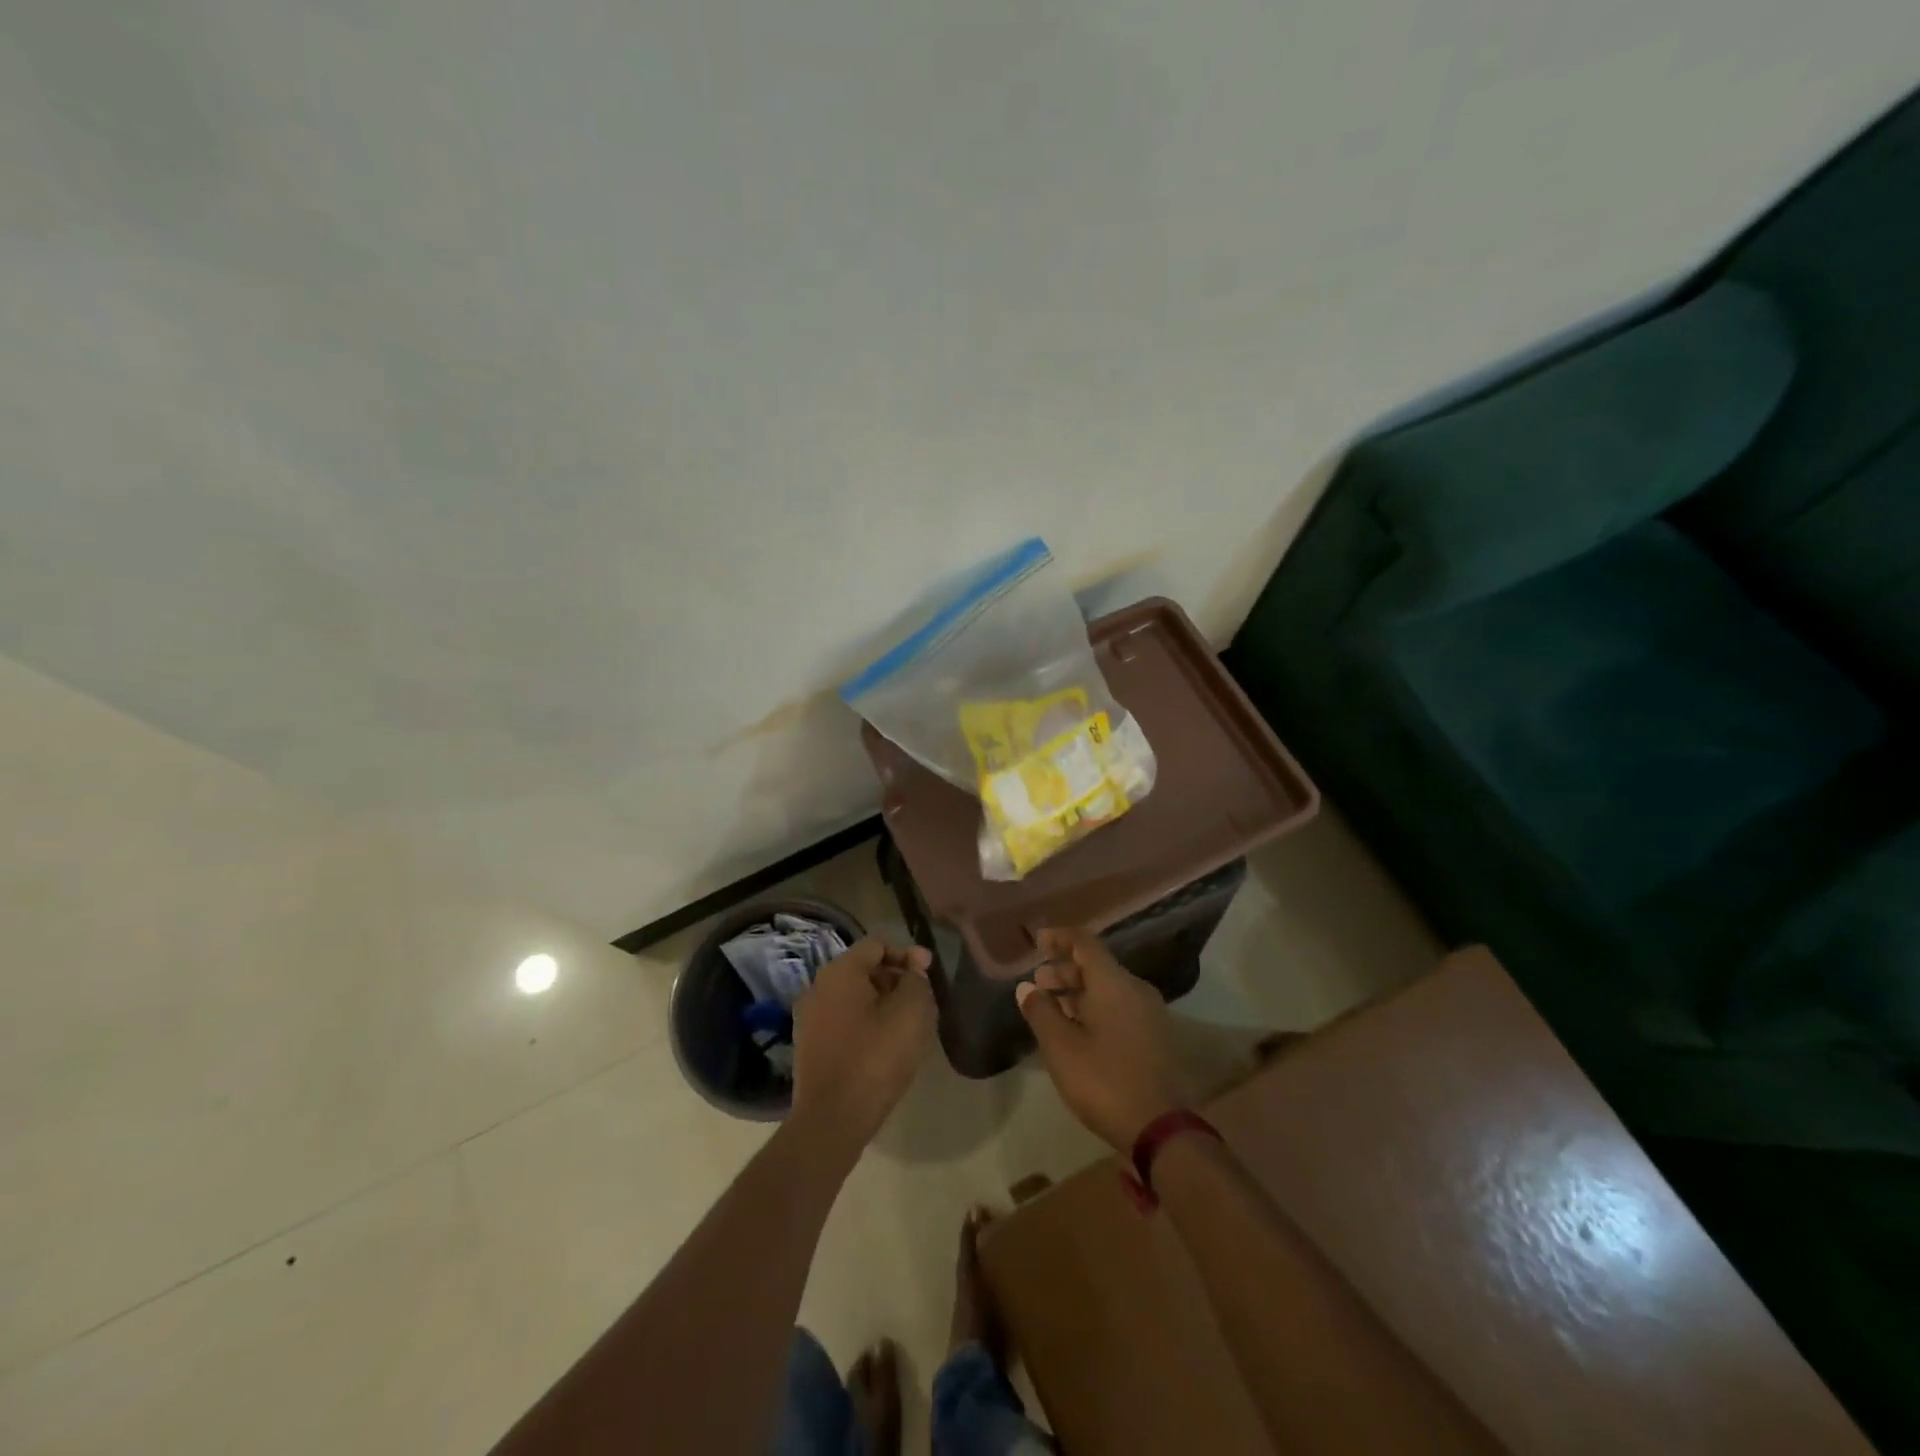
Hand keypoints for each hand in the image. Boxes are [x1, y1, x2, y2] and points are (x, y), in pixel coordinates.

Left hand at [792, 937, 935, 1150]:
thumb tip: (913, 970)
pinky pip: (843, 1020)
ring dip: (882, 1002)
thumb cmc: (875, 1059)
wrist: (832, 1120)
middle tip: (922, 1000)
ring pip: (854, 997)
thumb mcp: (910, 1013)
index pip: (877, 945)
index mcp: (839, 972)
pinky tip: (885, 1045)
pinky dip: (866, 1023)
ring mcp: (809, 1017)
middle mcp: (818, 987)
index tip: (929, 973)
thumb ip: (916, 981)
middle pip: (864, 969)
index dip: (907, 954)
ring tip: (908, 1025)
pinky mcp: (809, 1045)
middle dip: (895, 979)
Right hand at [1016, 926, 1183, 1149]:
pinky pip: (1121, 1007)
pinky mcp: (1155, 1036)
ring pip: (1109, 988)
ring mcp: (1150, 1013)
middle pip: (1097, 965)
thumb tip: (1027, 988)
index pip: (1085, 942)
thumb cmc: (1103, 1080)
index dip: (1059, 938)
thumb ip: (1041, 1011)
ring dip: (1079, 991)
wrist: (1159, 1127)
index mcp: (1114, 983)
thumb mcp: (1060, 1047)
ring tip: (1053, 1007)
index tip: (1038, 942)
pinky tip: (1078, 1029)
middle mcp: (1136, 989)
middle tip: (1039, 983)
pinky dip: (1096, 1007)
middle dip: (1065, 969)